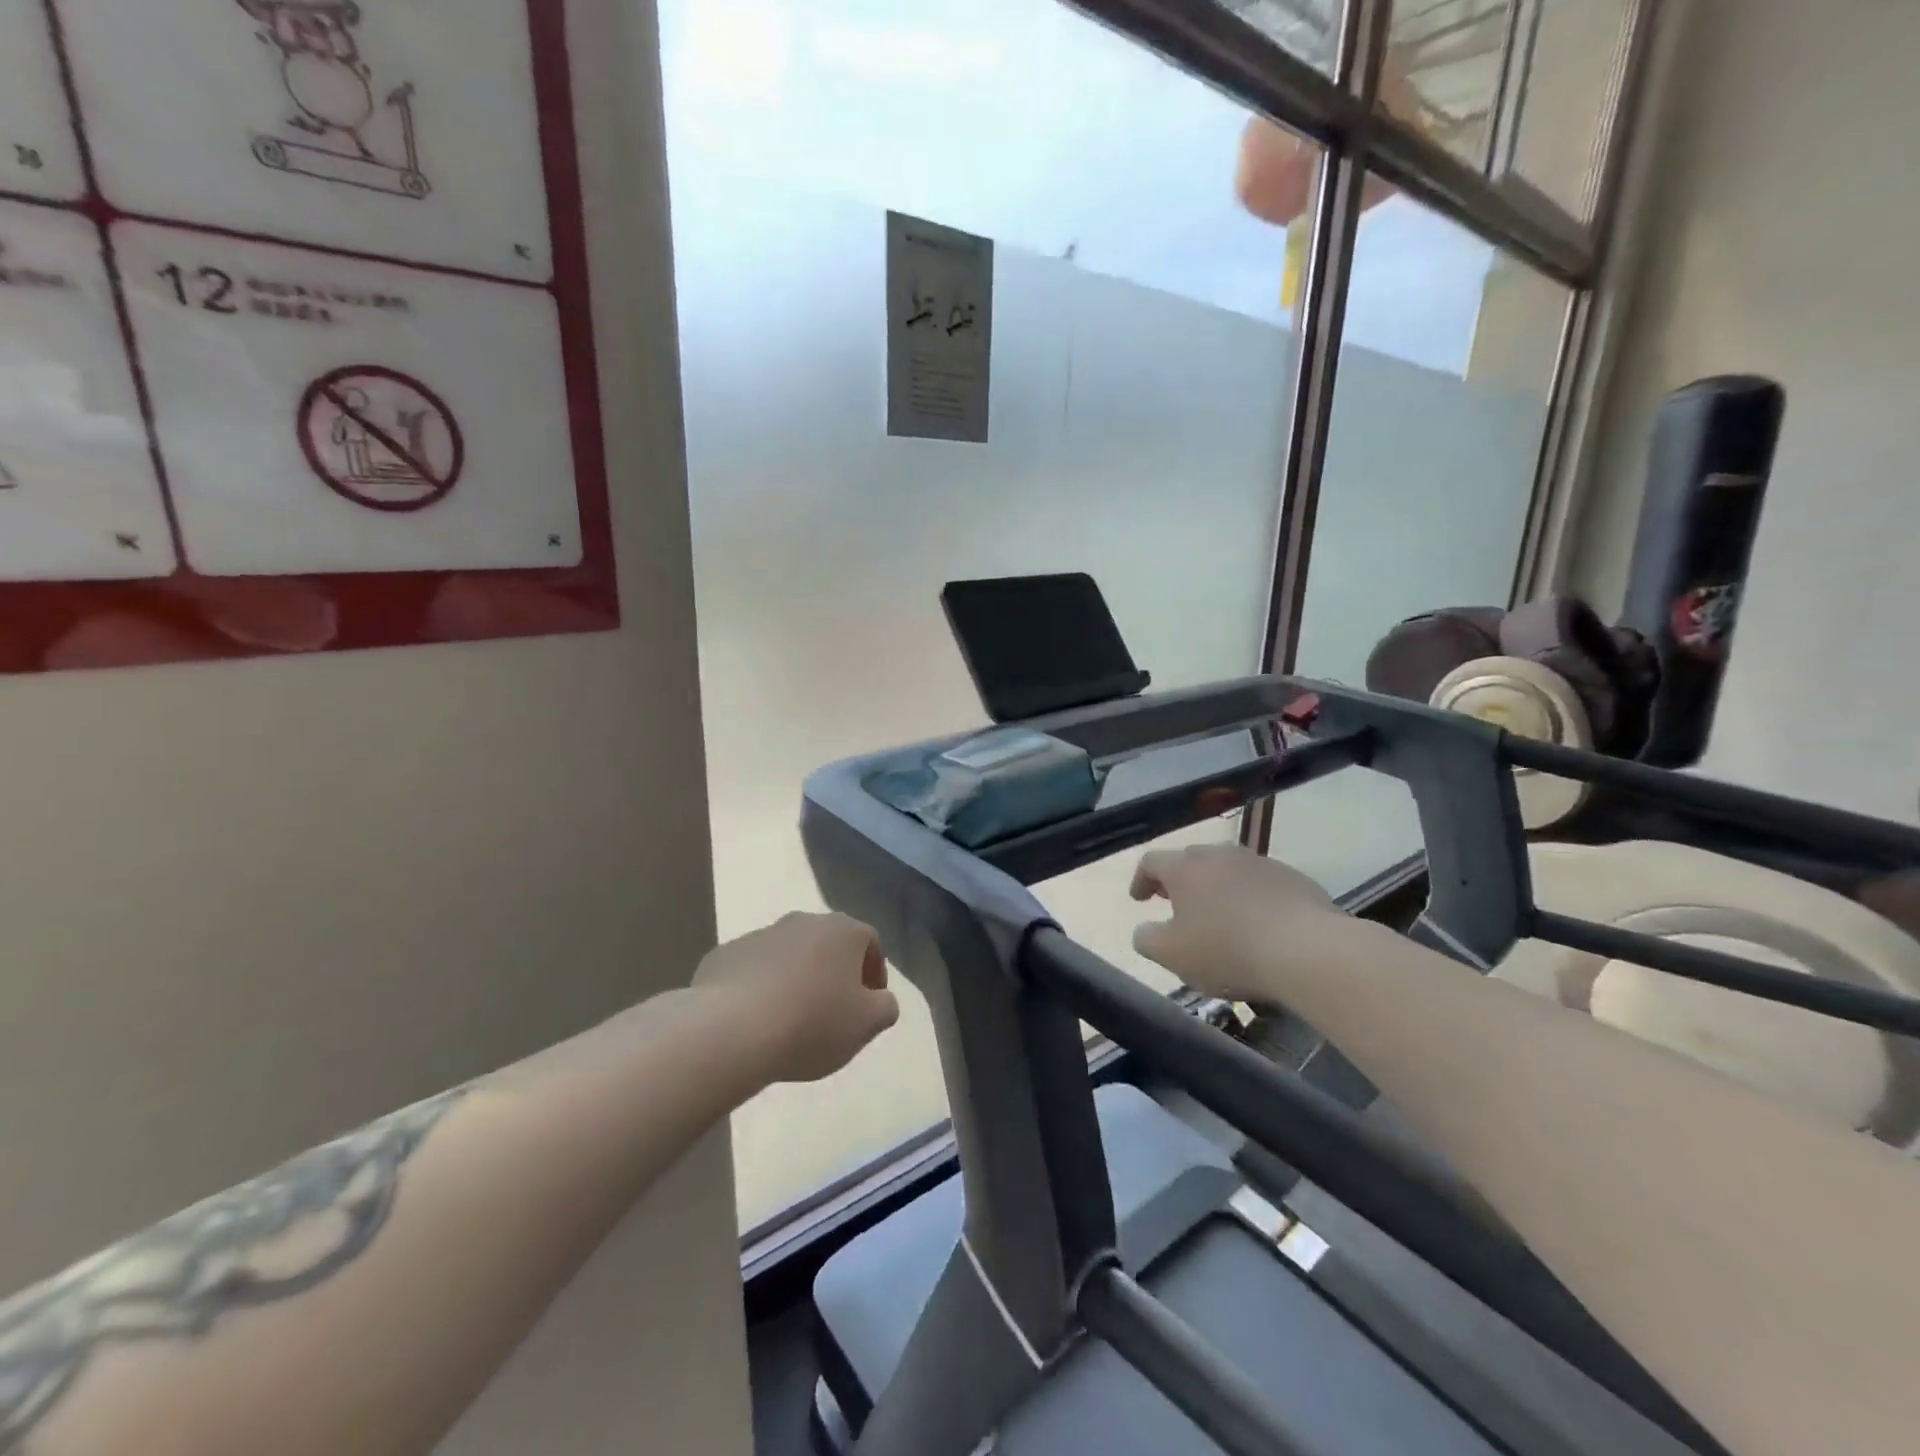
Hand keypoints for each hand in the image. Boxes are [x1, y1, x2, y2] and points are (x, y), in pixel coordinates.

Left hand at [694, 913, 901, 1084]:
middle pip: (828, 945)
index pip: (870, 943)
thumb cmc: (812, 1023)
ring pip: (789, 955)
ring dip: (795, 979)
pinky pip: (753, 970)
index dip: (874, 974)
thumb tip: (880, 999)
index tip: (868, 1006)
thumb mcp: (867, 1024)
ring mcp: (760, 934)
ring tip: (791, 1021)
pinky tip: (757, 1021)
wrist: (731, 1030)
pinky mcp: (724, 955)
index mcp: (843, 930)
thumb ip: (885, 1007)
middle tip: (832, 1013)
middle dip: (833, 974)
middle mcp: (803, 921)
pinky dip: (760, 989)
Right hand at [1130, 844, 1348, 1001]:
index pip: (1151, 861)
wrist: (1309, 951)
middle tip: (1177, 905)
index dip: (1141, 880)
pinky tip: (1259, 926)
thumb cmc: (1228, 951)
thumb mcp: (1172, 955)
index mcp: (1185, 868)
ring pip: (1228, 870)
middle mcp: (1220, 856)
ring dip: (1218, 888)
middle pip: (1191, 860)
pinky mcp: (1294, 878)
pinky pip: (1261, 883)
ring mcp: (1260, 863)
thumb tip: (1144, 930)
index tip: (1140, 900)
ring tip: (1220, 917)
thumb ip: (1147, 939)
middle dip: (1180, 881)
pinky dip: (1251, 898)